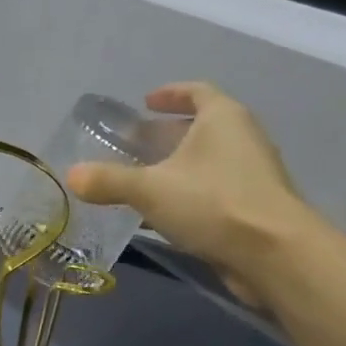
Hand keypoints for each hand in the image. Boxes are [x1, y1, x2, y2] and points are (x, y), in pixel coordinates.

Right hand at [67, 81, 312, 305]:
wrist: (274, 254)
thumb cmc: (213, 203)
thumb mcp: (150, 189)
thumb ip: (108, 181)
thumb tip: (71, 175)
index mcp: (223, 118)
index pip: (197, 91)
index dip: (171, 93)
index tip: (146, 102)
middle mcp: (242, 138)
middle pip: (201, 127)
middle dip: (167, 135)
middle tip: (134, 146)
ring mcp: (252, 174)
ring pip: (207, 161)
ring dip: (177, 167)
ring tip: (143, 181)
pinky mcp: (254, 207)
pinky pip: (214, 190)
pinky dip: (189, 194)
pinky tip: (164, 215)